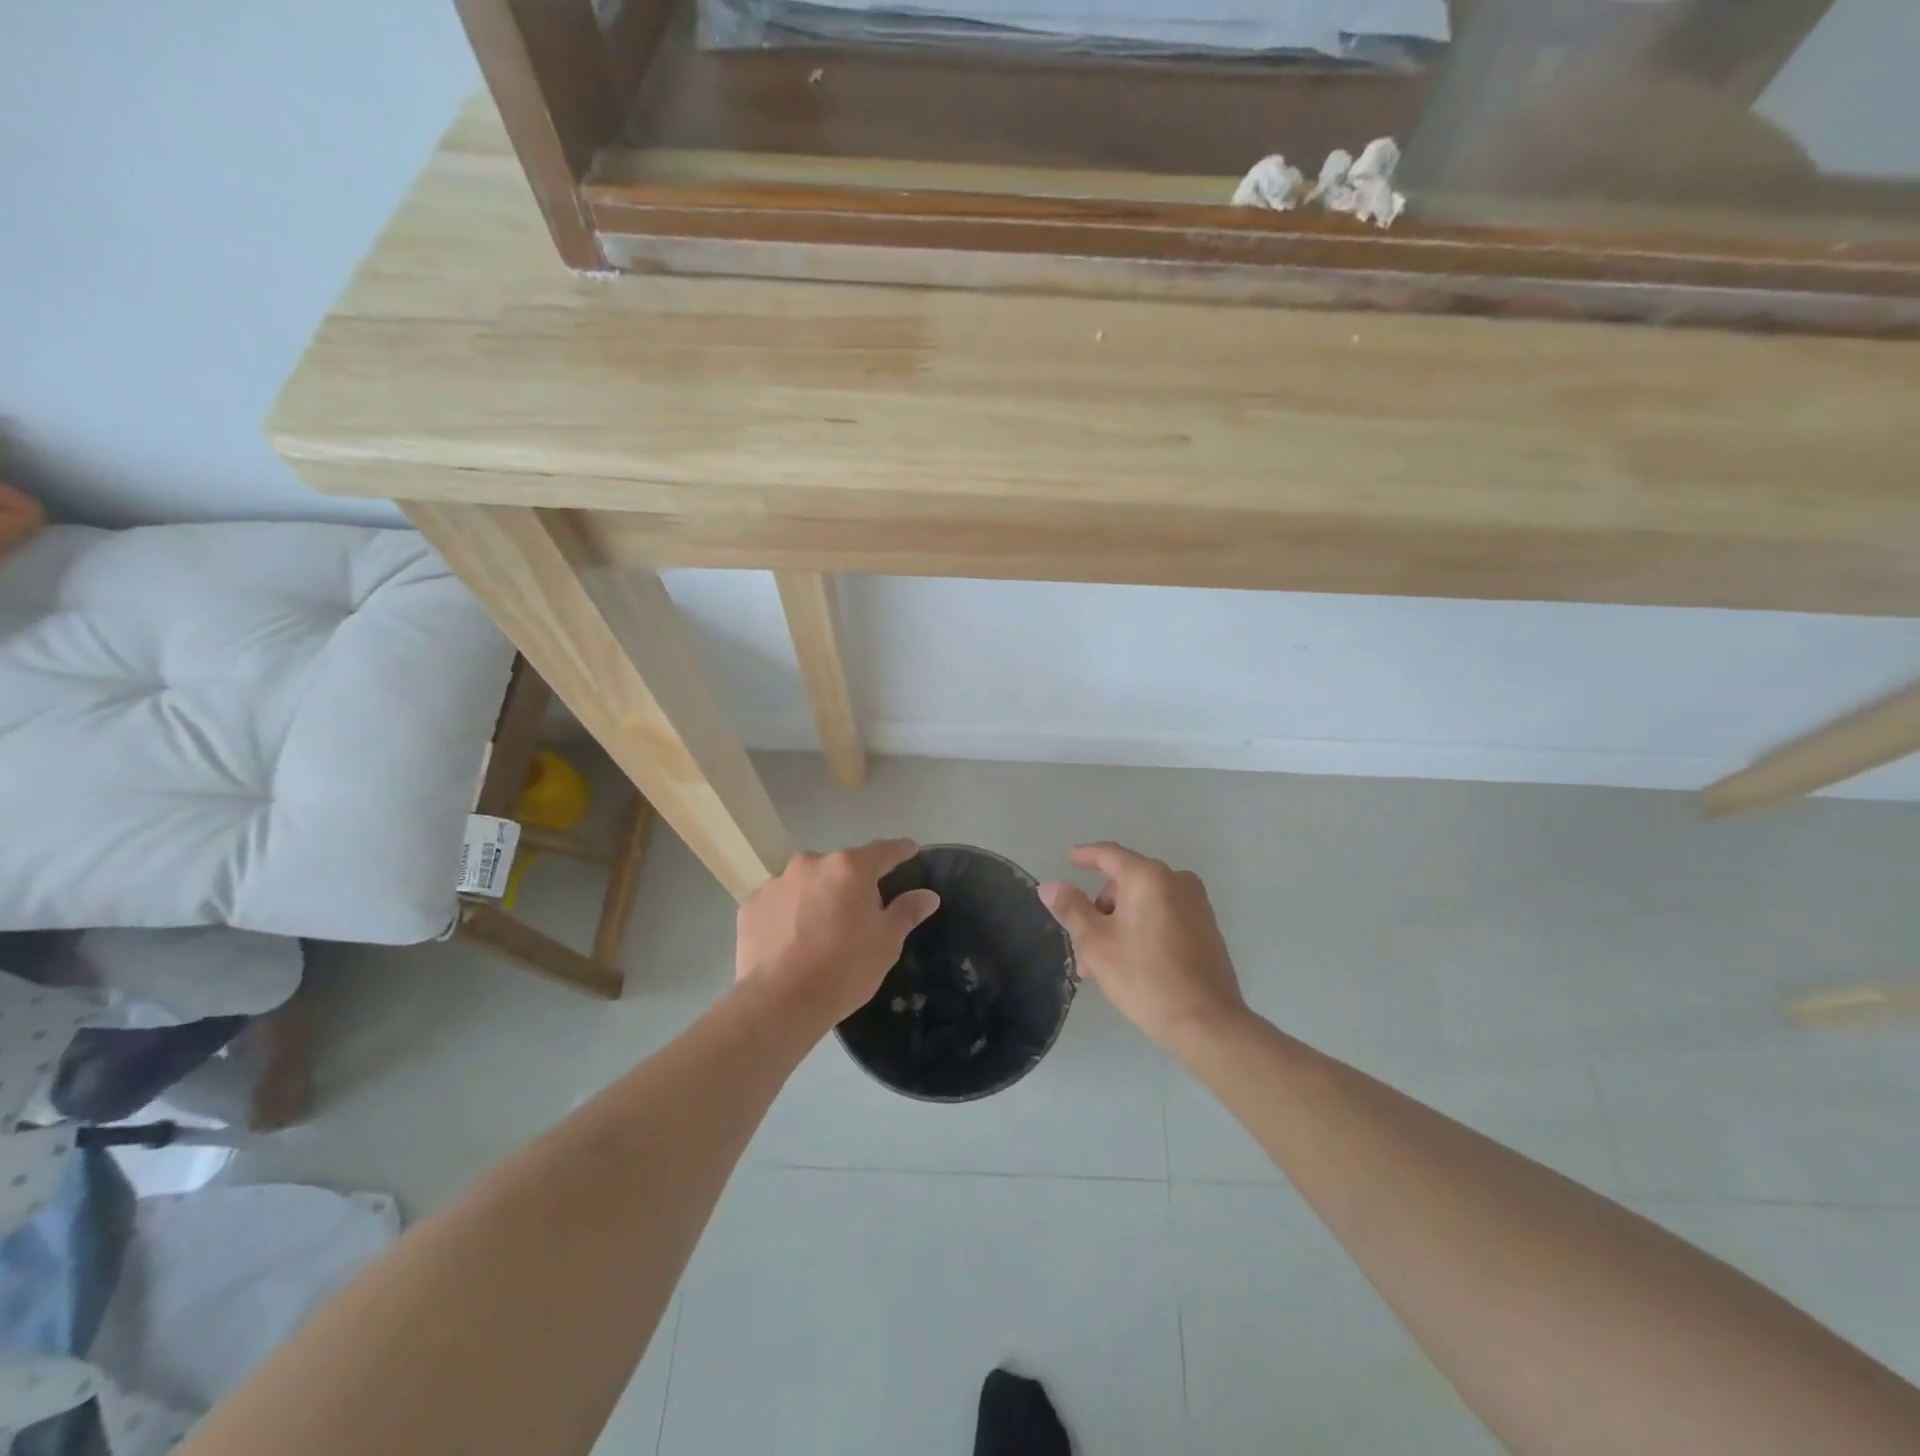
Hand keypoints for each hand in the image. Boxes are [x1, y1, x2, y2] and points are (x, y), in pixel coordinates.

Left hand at [735, 839, 940, 1029]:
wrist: (779, 1002)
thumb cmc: (844, 969)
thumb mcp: (886, 943)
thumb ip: (907, 911)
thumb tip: (928, 895)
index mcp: (850, 868)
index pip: (885, 851)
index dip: (901, 851)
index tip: (911, 852)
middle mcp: (812, 863)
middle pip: (842, 867)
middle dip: (853, 883)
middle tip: (859, 913)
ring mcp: (777, 882)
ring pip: (808, 883)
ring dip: (818, 896)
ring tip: (820, 930)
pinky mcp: (751, 905)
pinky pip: (779, 902)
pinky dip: (788, 913)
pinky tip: (791, 941)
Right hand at [1039, 843, 1246, 1051]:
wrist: (1205, 1022)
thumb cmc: (1144, 976)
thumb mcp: (1096, 943)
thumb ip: (1071, 909)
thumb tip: (1050, 886)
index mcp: (1148, 877)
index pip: (1109, 855)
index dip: (1086, 855)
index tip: (1069, 857)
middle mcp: (1177, 880)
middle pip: (1127, 883)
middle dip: (1101, 909)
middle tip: (1083, 947)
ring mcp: (1197, 904)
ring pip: (1145, 903)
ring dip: (1121, 923)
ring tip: (1106, 964)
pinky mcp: (1208, 928)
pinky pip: (1166, 916)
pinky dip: (1145, 929)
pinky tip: (1135, 963)